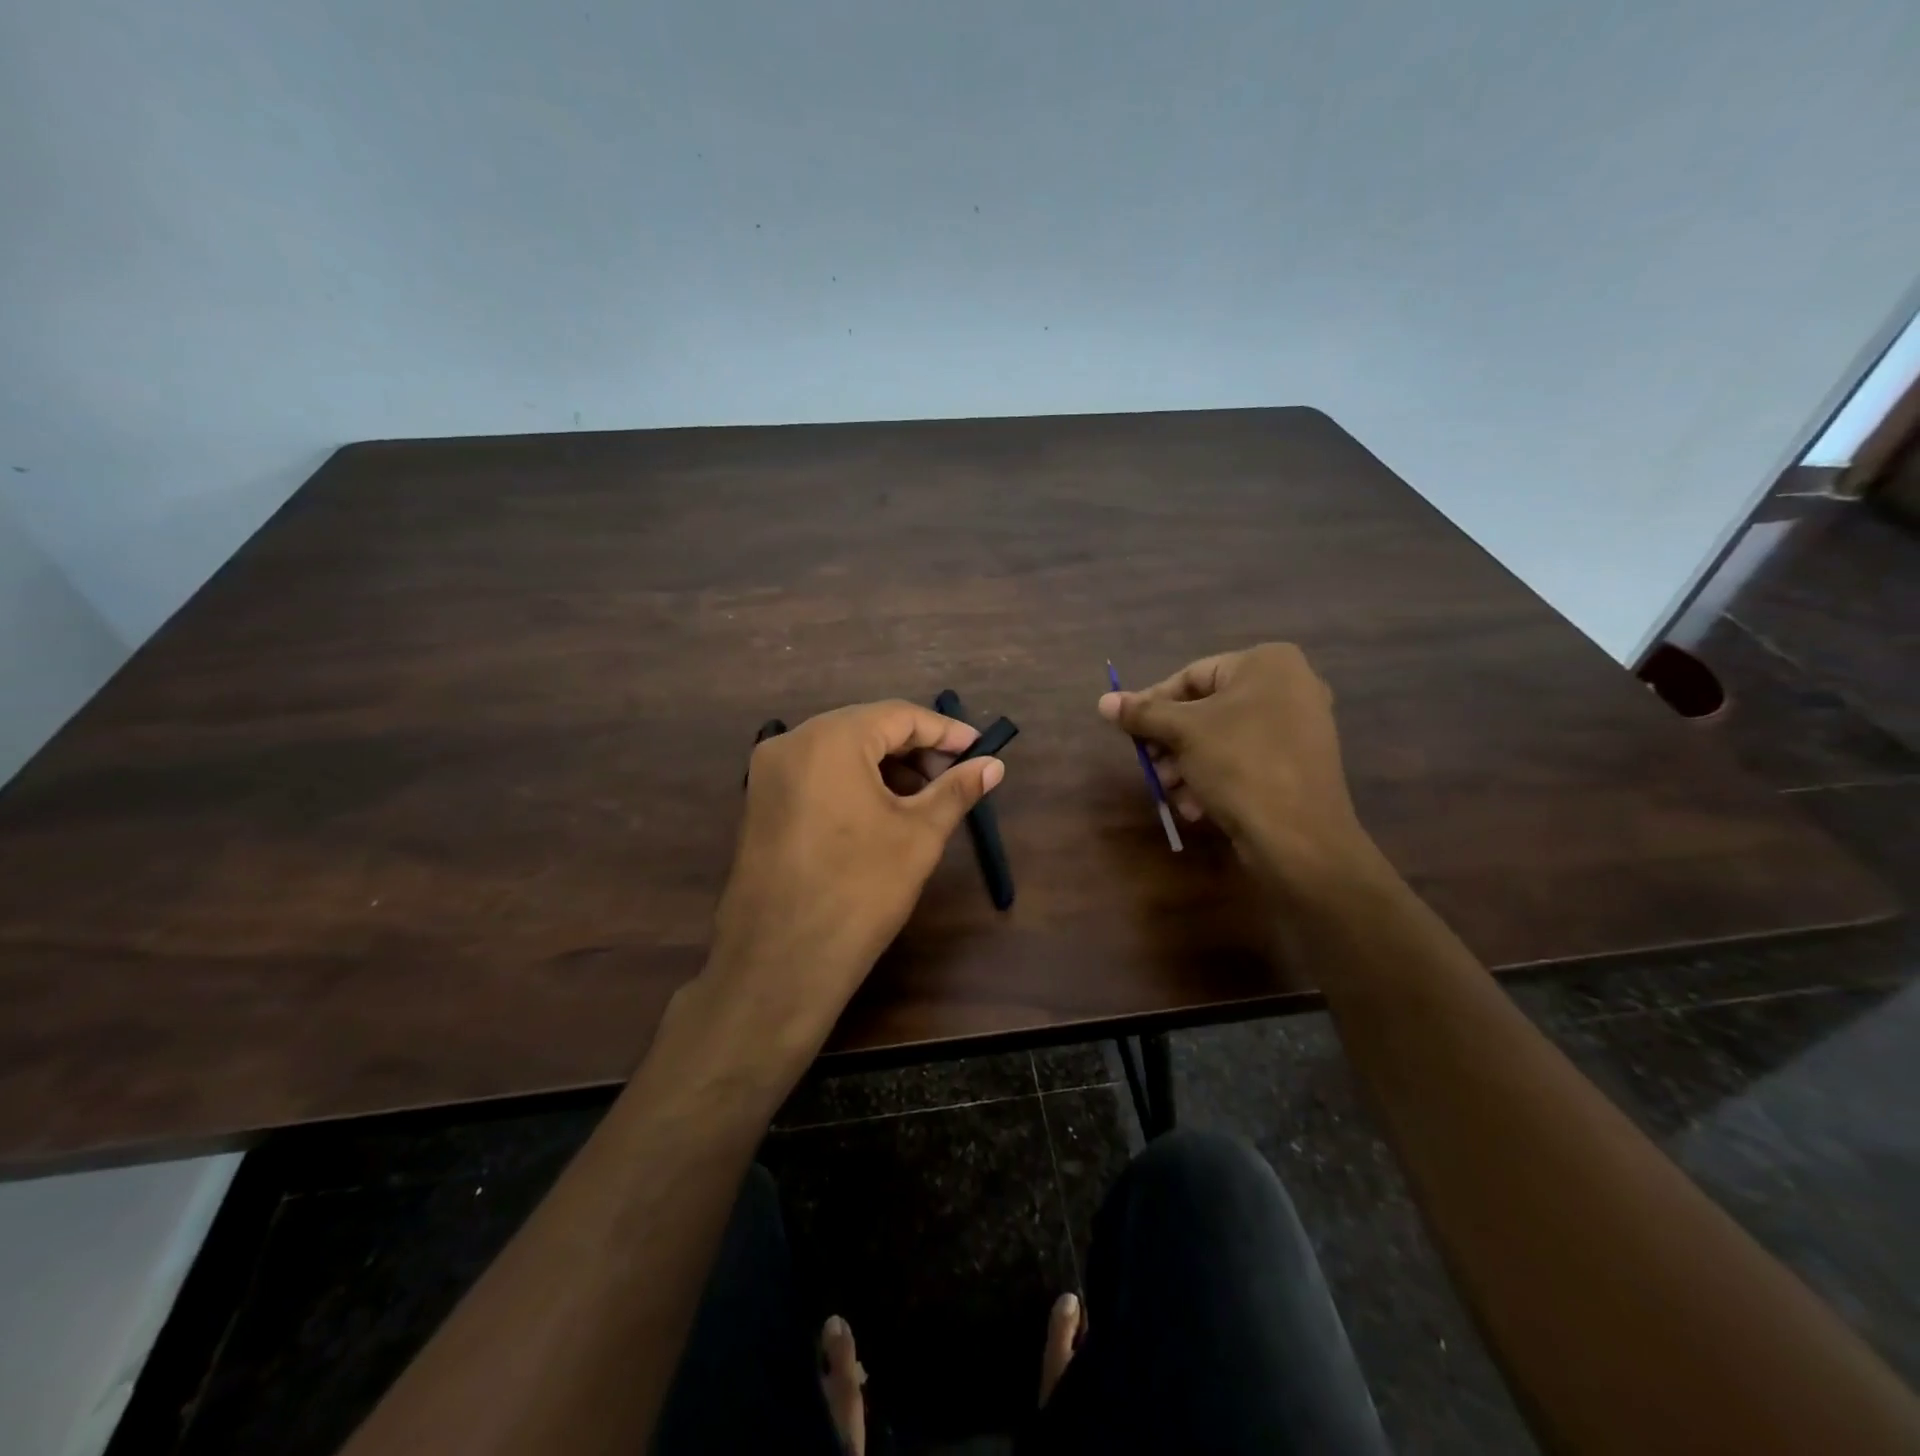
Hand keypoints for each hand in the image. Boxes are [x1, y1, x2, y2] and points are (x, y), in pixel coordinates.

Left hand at [705, 700, 1004, 1046]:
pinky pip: (816, 774)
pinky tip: (882, 811)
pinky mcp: (760, 803)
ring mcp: (768, 773)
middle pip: (866, 728)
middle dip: (915, 749)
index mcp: (830, 739)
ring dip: (885, 767)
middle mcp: (791, 743)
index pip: (898, 716)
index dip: (944, 731)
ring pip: (840, 751)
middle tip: (954, 776)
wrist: (780, 964)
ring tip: (923, 798)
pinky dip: (854, 782)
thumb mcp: (918, 836)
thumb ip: (956, 790)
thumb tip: (994, 765)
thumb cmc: (859, 891)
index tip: (979, 748)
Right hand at [1097, 643, 1373, 883]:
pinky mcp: (1298, 764)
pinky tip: (1196, 807)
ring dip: (1187, 766)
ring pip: (1221, 738)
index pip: (1191, 676)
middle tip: (1150, 767)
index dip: (1153, 704)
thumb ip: (1143, 713)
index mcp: (1267, 663)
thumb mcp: (1183, 733)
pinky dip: (1215, 778)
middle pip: (1205, 709)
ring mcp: (1298, 726)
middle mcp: (1289, 686)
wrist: (1300, 837)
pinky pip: (1245, 759)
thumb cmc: (1240, 764)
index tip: (1129, 731)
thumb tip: (1104, 701)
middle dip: (1171, 743)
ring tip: (1170, 793)